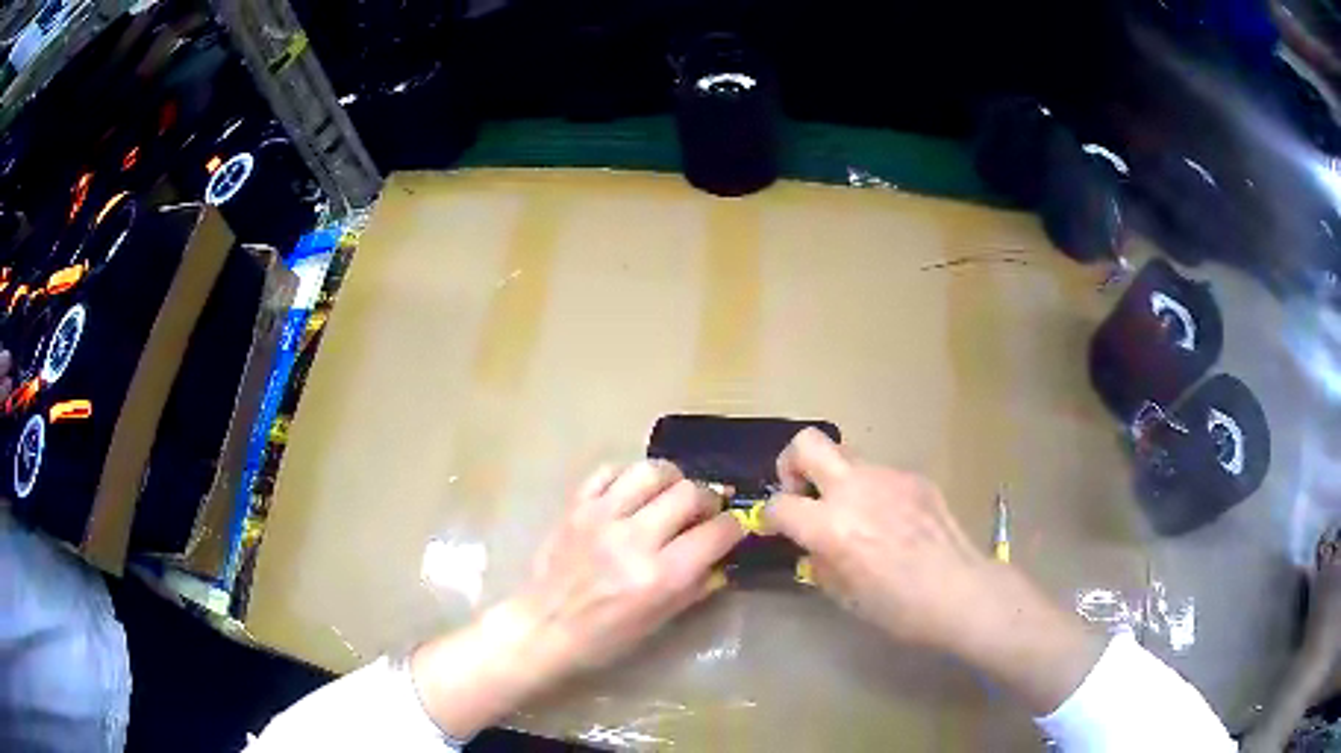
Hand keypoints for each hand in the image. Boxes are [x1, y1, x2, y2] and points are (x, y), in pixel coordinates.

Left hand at [514, 459, 744, 671]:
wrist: (543, 627)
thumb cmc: (604, 637)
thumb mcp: (660, 621)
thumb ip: (696, 586)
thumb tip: (723, 557)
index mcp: (660, 576)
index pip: (716, 533)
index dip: (735, 526)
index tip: (737, 526)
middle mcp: (634, 539)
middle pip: (689, 493)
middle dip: (710, 498)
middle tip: (708, 510)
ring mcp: (601, 517)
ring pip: (651, 471)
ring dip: (673, 479)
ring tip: (673, 493)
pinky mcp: (576, 506)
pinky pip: (609, 471)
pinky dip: (629, 476)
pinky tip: (634, 492)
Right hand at [764, 428, 991, 650]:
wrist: (959, 590)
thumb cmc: (898, 607)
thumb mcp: (843, 595)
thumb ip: (820, 562)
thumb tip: (815, 547)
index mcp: (830, 525)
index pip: (779, 504)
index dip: (770, 517)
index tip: (776, 528)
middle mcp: (854, 489)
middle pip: (807, 443)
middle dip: (792, 462)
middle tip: (802, 491)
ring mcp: (888, 477)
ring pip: (847, 457)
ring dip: (838, 480)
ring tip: (856, 515)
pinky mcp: (915, 477)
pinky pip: (881, 476)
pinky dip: (874, 492)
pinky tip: (892, 522)